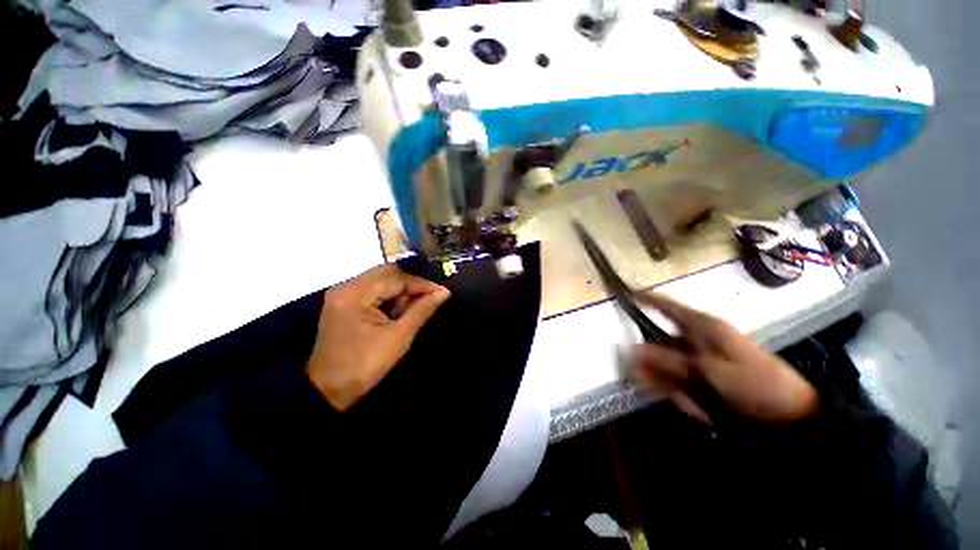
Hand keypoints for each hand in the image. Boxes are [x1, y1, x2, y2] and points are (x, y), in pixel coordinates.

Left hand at [305, 264, 450, 410]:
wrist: (328, 391)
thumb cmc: (365, 366)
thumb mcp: (399, 338)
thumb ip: (422, 310)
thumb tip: (444, 292)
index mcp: (355, 295)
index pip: (395, 278)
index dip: (421, 284)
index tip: (442, 293)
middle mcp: (346, 287)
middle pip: (386, 273)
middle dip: (411, 285)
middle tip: (428, 299)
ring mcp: (343, 294)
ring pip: (381, 280)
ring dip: (400, 291)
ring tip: (413, 309)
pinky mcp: (344, 302)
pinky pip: (373, 290)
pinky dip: (389, 297)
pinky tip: (397, 311)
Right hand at [632, 294, 818, 423]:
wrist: (791, 415)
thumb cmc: (753, 384)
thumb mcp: (708, 371)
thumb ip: (667, 360)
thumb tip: (632, 350)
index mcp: (702, 327)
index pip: (666, 306)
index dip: (645, 300)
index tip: (624, 297)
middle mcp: (696, 338)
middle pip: (659, 340)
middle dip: (647, 360)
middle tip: (637, 378)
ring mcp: (700, 357)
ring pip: (666, 362)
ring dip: (660, 379)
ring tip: (671, 399)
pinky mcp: (703, 375)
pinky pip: (678, 378)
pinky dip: (675, 391)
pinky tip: (685, 405)